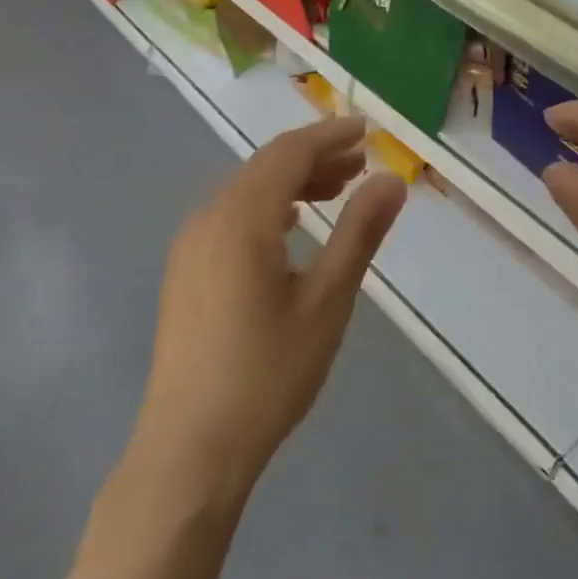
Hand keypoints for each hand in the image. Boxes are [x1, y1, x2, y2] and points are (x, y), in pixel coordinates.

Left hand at [135, 118, 406, 505]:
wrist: (190, 448)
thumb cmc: (268, 373)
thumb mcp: (327, 301)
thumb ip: (359, 233)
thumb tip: (392, 181)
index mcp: (241, 219)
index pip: (289, 153)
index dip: (330, 135)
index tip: (368, 131)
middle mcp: (207, 219)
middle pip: (265, 167)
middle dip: (315, 158)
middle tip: (363, 165)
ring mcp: (190, 247)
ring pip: (247, 193)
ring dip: (293, 184)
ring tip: (338, 192)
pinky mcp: (186, 273)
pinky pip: (231, 218)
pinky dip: (269, 209)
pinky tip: (294, 229)